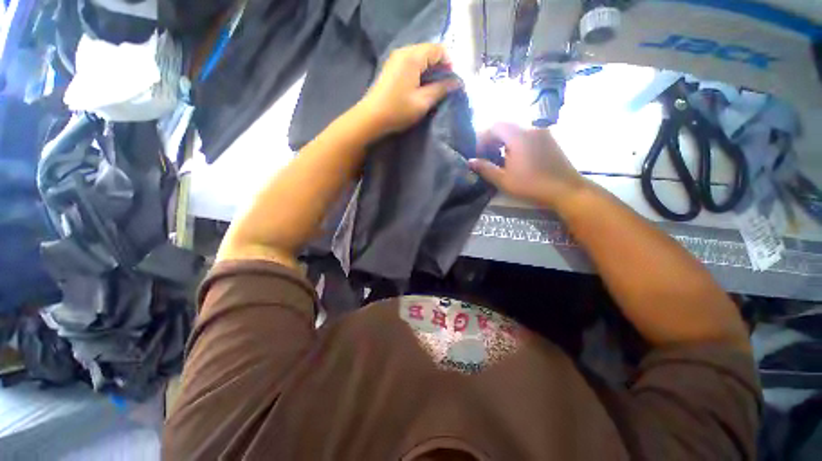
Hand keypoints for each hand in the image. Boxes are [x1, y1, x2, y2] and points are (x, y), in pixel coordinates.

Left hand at [357, 43, 461, 135]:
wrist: (371, 118)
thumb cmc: (398, 110)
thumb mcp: (423, 102)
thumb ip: (441, 89)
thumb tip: (457, 83)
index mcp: (413, 57)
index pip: (438, 49)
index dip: (449, 63)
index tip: (452, 82)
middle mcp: (404, 51)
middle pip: (429, 51)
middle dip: (440, 66)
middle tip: (445, 86)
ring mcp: (395, 59)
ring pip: (420, 57)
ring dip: (430, 70)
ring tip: (434, 88)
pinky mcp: (391, 68)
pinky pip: (411, 63)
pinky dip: (420, 72)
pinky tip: (421, 87)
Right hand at [469, 123, 588, 208]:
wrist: (566, 189)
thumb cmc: (531, 185)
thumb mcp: (504, 179)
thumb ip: (485, 168)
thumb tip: (470, 161)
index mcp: (519, 136)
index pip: (495, 126)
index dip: (482, 137)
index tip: (477, 152)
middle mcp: (531, 129)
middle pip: (505, 126)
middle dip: (492, 139)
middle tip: (485, 155)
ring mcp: (542, 133)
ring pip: (516, 131)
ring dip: (503, 141)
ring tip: (497, 158)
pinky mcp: (549, 140)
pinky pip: (527, 135)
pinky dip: (515, 143)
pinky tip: (514, 158)